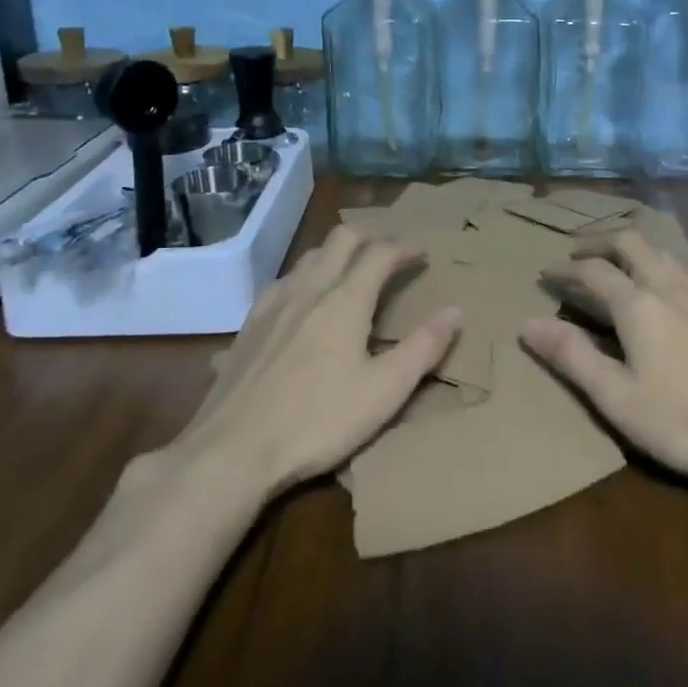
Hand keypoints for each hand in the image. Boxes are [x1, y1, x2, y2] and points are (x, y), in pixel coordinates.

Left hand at [177, 226, 460, 497]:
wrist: (232, 450)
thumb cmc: (318, 421)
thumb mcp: (384, 392)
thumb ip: (423, 348)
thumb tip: (455, 311)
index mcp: (345, 300)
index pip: (380, 253)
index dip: (405, 247)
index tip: (422, 254)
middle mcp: (309, 289)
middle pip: (341, 239)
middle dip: (370, 236)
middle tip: (390, 253)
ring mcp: (273, 304)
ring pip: (309, 256)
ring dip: (337, 253)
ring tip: (352, 272)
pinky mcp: (248, 325)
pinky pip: (284, 281)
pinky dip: (306, 276)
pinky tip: (304, 302)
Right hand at [523, 230, 687, 486]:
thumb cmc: (680, 421)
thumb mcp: (614, 396)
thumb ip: (571, 356)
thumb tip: (528, 324)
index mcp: (638, 304)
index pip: (593, 270)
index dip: (565, 269)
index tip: (546, 275)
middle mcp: (670, 287)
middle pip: (631, 243)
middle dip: (600, 242)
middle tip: (578, 254)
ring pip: (664, 254)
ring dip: (635, 252)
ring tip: (619, 267)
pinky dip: (671, 271)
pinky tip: (675, 290)